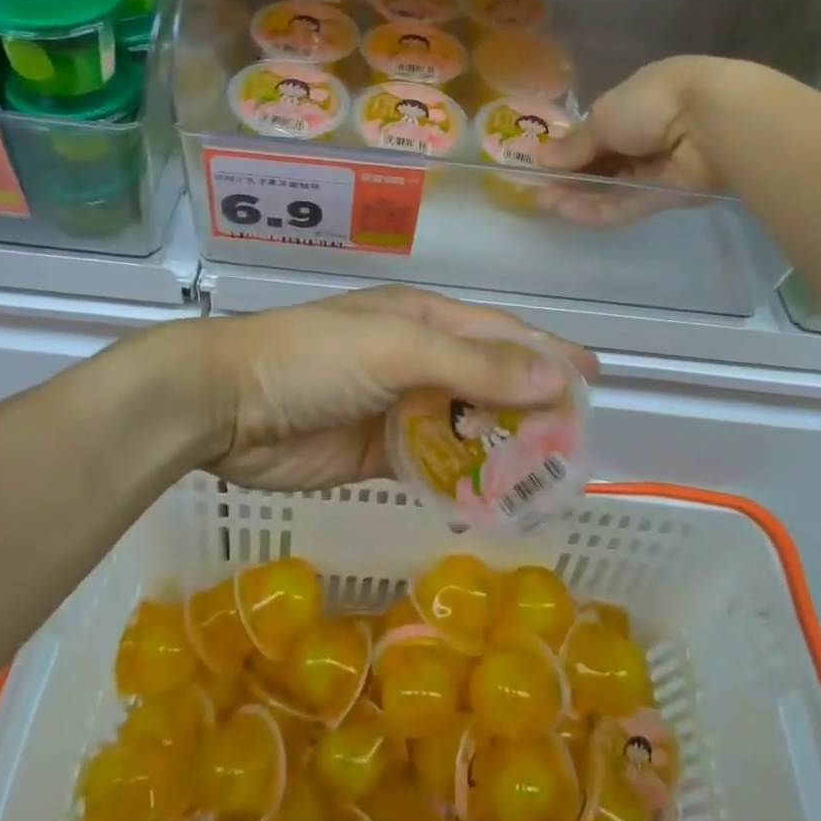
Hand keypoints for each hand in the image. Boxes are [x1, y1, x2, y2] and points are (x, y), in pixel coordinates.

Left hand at [195, 286, 597, 492]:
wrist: (226, 405)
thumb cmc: (314, 358)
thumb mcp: (399, 348)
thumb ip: (474, 366)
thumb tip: (554, 380)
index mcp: (423, 320)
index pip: (501, 335)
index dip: (547, 354)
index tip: (594, 378)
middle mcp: (416, 359)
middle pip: (488, 382)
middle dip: (531, 408)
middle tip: (575, 444)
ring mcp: (396, 407)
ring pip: (464, 426)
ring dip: (500, 447)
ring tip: (546, 479)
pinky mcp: (376, 452)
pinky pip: (431, 463)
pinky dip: (460, 478)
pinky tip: (490, 500)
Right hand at [535, 56, 758, 226]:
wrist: (711, 121)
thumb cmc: (652, 102)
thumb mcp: (603, 117)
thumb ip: (575, 144)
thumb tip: (541, 159)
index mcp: (637, 101)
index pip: (599, 129)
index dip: (570, 148)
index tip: (543, 163)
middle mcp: (649, 133)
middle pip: (604, 161)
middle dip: (570, 175)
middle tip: (537, 189)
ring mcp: (660, 166)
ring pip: (613, 185)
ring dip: (579, 194)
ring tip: (544, 202)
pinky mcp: (669, 196)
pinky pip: (628, 203)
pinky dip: (599, 208)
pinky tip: (568, 212)